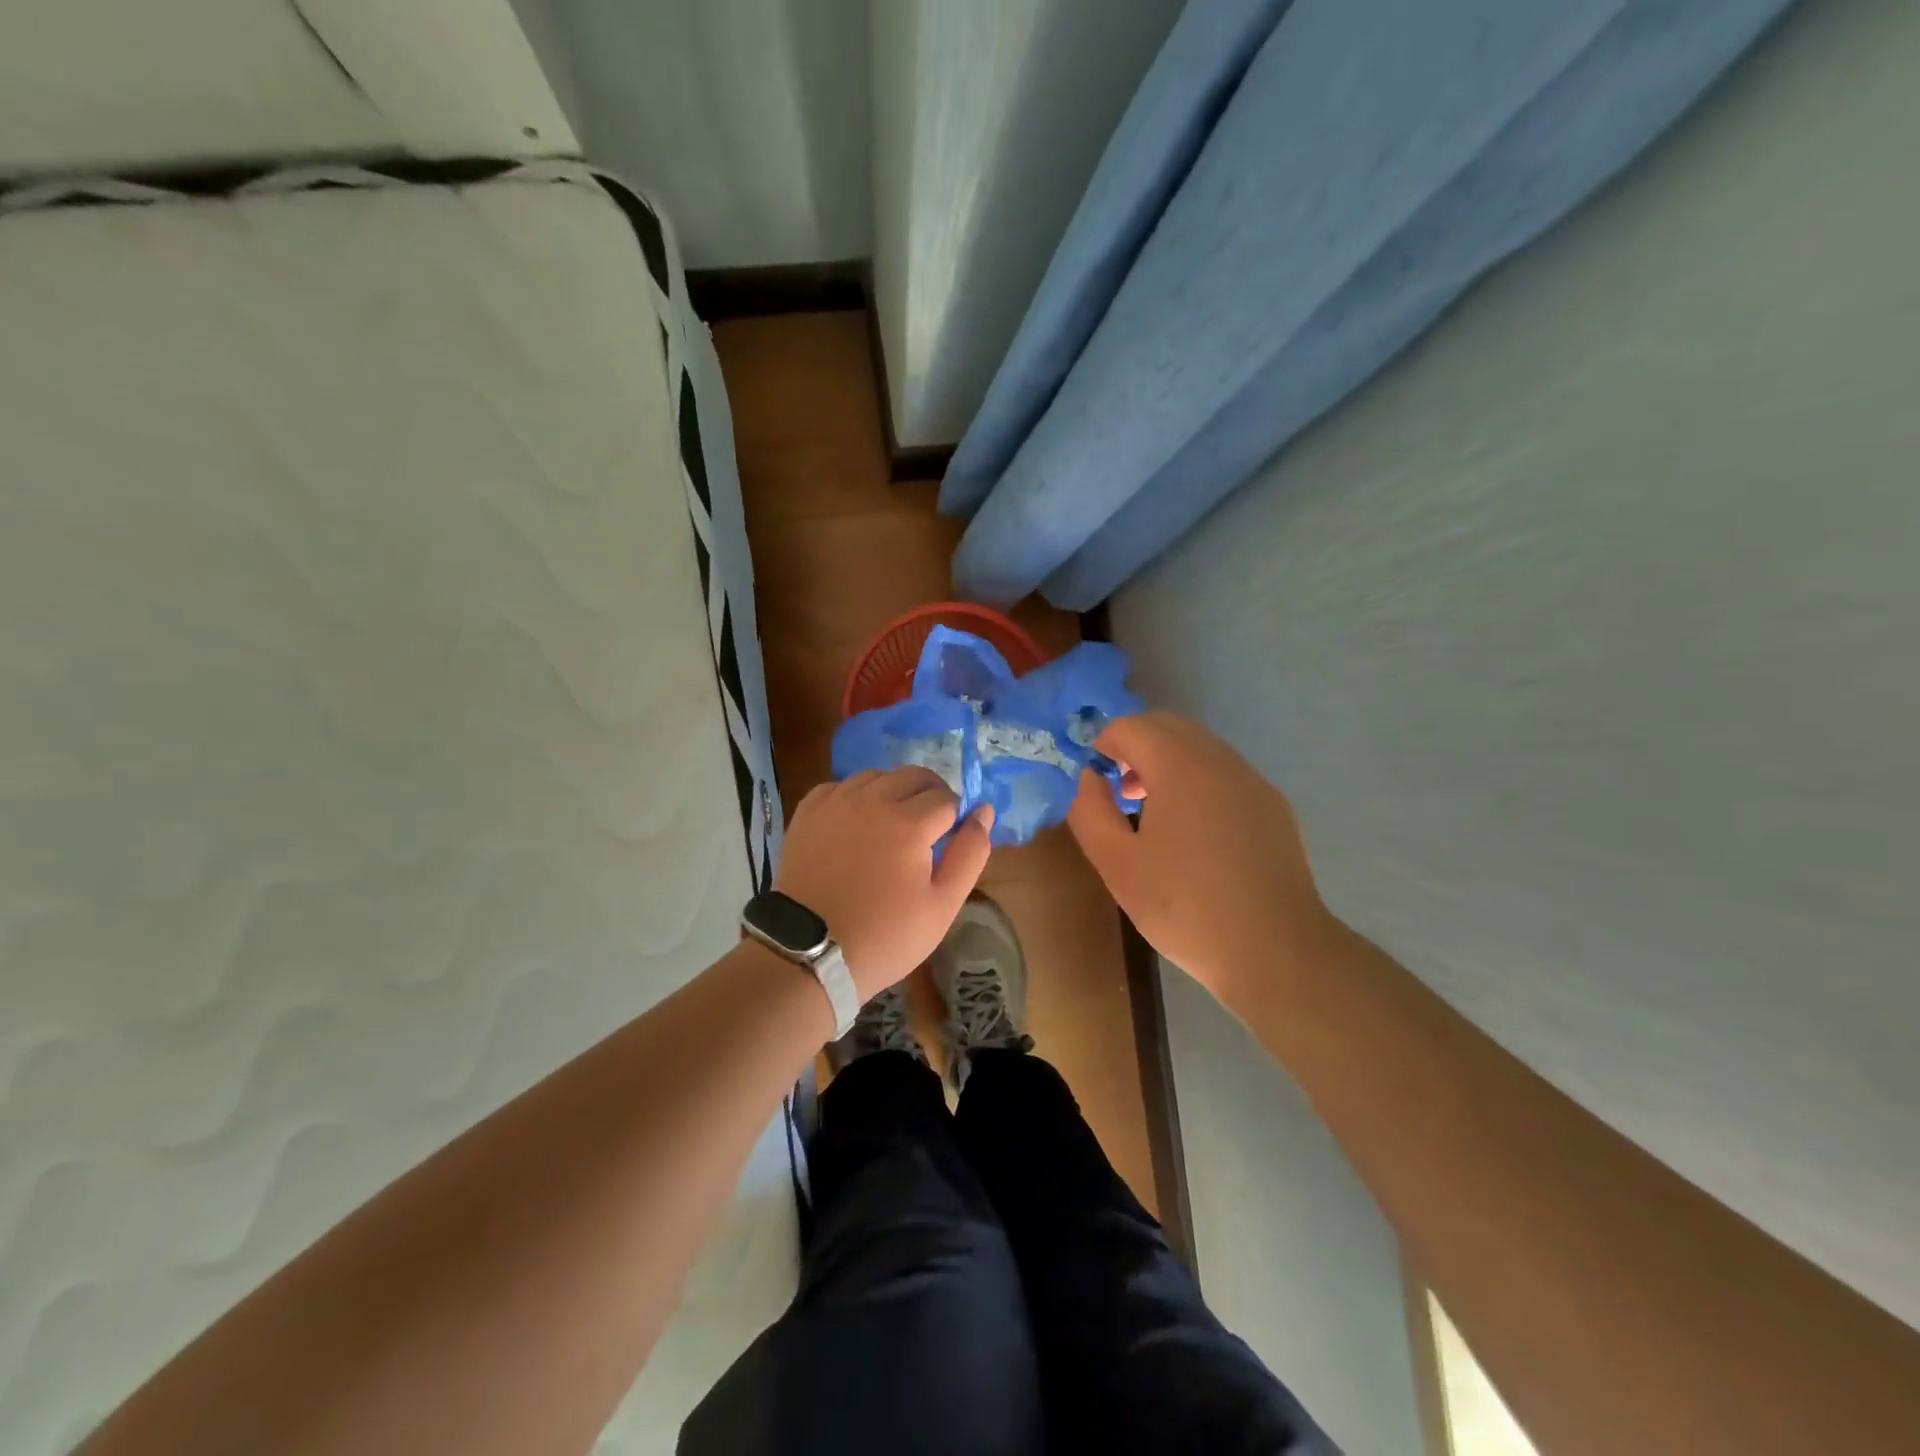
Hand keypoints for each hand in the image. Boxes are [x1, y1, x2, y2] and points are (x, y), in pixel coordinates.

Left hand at [777, 768, 994, 998]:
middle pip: (914, 776)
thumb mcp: (943, 905)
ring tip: (892, 827)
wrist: (809, 953)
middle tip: (927, 830)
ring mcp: (836, 802)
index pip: (947, 798)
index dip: (955, 818)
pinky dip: (856, 796)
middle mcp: (872, 800)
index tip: (948, 843)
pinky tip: (856, 822)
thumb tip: (983, 811)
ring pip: (877, 776)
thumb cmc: (885, 936)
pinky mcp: (808, 812)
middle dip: (930, 796)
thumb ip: (970, 853)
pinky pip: (841, 786)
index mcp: (910, 823)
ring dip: (893, 792)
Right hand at [1067, 711, 1329, 1001]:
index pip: (1131, 726)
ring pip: (1200, 746)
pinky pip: (1225, 773)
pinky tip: (1194, 833)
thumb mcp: (1117, 864)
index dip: (1103, 745)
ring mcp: (1252, 781)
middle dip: (1135, 746)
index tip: (1095, 781)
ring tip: (1153, 813)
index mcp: (1180, 766)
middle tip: (1119, 791)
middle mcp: (1220, 760)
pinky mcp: (1273, 806)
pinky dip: (1198, 780)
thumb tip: (1089, 779)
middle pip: (1168, 725)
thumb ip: (1090, 811)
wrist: (1275, 951)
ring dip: (1167, 762)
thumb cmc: (1185, 906)